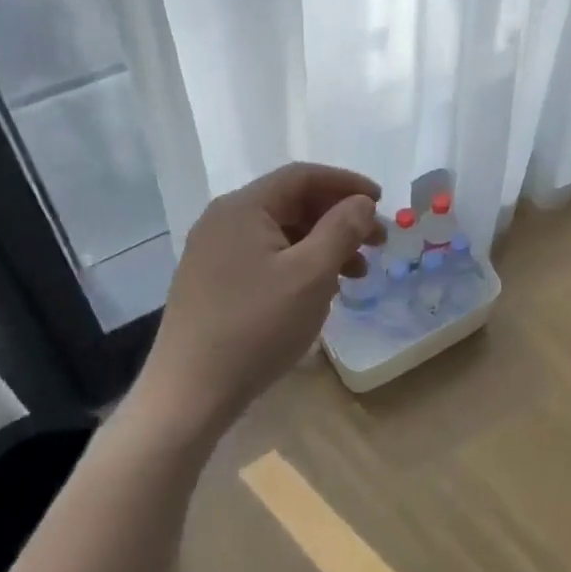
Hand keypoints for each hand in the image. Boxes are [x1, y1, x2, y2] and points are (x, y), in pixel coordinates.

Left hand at [132, 163, 382, 441]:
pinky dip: (300, 264)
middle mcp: (224, 220)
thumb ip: (342, 229)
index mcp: (243, 207)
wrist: (189, 395)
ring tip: (357, 274)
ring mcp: (214, 252)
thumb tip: (362, 202)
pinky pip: (266, 257)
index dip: (347, 183)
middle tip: (378, 242)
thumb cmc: (256, 327)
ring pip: (281, 233)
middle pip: (292, 203)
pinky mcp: (212, 281)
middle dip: (339, 218)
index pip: (303, 176)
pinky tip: (320, 291)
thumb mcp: (311, 275)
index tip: (382, 201)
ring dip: (323, 244)